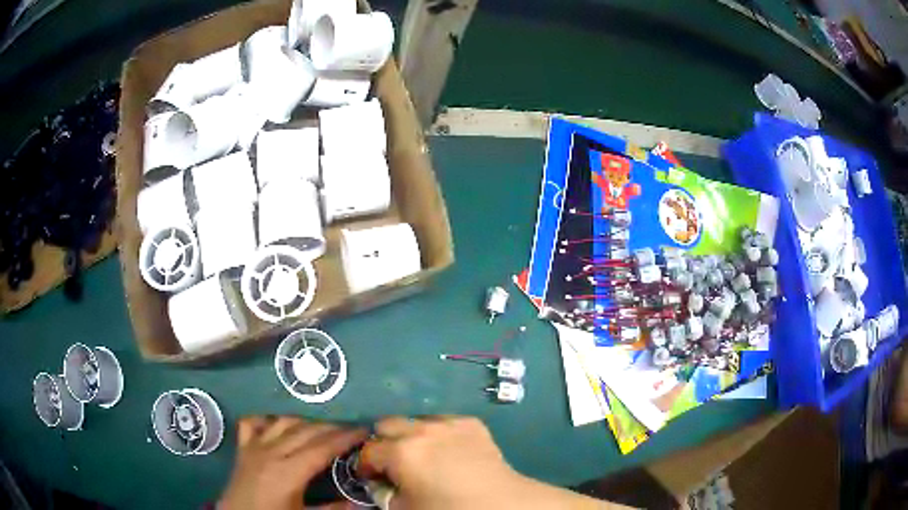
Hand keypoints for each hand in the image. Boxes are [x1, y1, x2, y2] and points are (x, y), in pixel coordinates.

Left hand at [219, 416, 367, 509]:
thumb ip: (332, 509)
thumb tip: (360, 503)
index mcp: (289, 472)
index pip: (322, 448)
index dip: (345, 438)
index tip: (365, 431)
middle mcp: (271, 452)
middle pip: (306, 431)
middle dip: (332, 427)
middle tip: (351, 430)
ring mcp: (254, 446)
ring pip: (283, 422)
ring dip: (305, 422)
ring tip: (322, 428)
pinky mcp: (242, 448)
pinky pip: (253, 423)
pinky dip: (267, 420)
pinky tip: (278, 425)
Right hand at [357, 416, 524, 509]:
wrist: (500, 504)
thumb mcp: (405, 509)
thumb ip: (383, 494)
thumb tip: (379, 484)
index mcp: (401, 452)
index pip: (368, 451)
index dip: (364, 465)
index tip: (370, 477)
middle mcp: (422, 430)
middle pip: (386, 424)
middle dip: (383, 443)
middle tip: (391, 464)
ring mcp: (448, 423)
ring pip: (415, 420)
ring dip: (410, 436)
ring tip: (421, 457)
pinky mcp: (471, 423)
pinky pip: (443, 422)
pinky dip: (437, 434)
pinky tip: (447, 451)